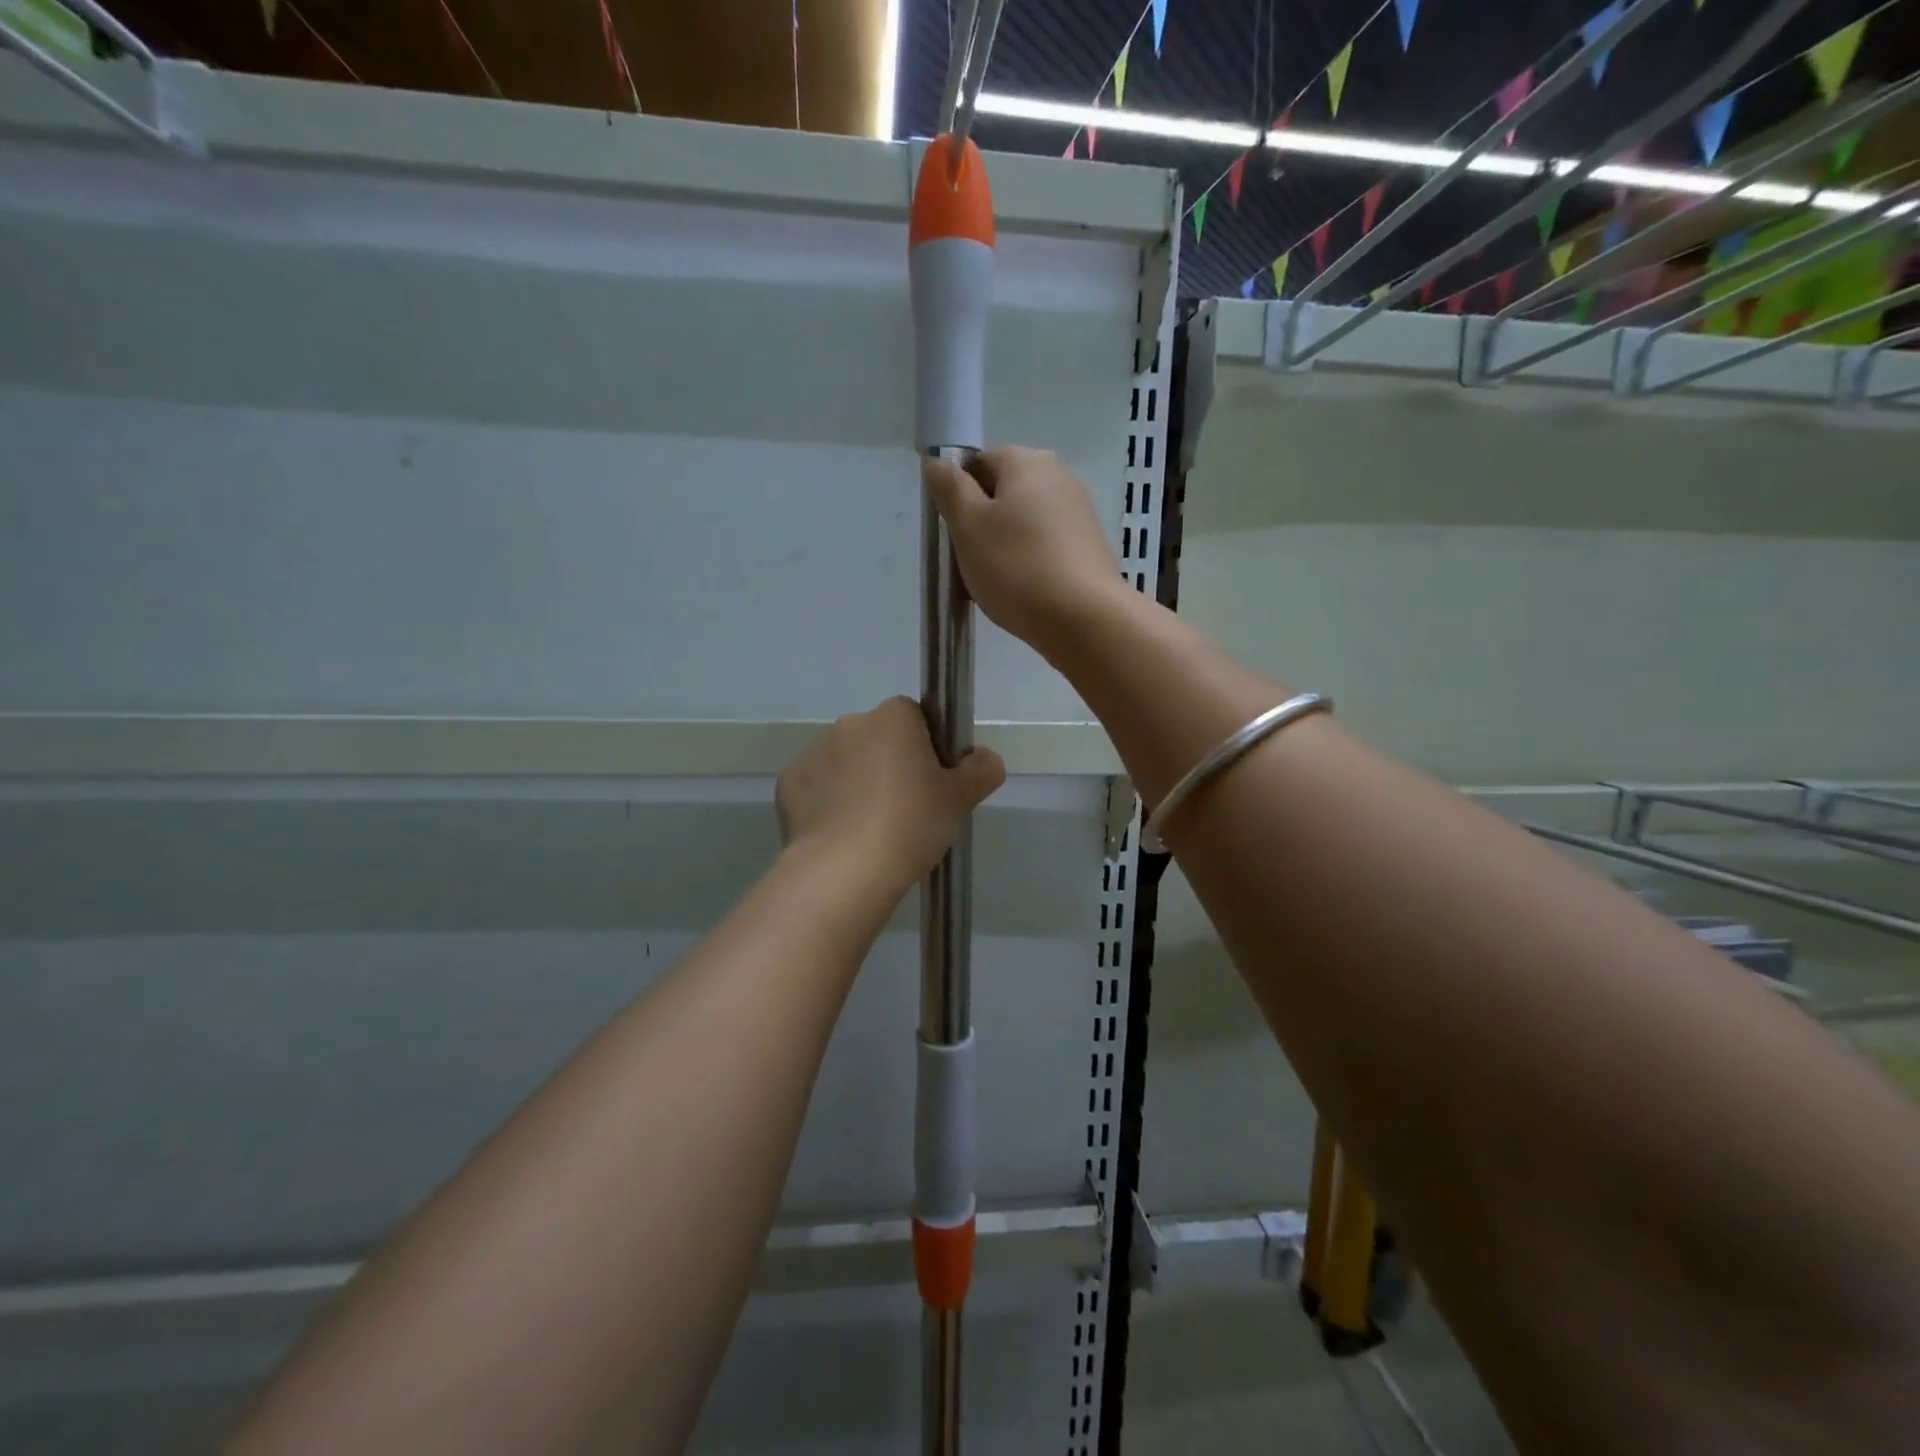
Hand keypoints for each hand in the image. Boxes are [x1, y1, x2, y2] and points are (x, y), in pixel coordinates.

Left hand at [777, 698, 1005, 897]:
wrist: (845, 870)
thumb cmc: (911, 825)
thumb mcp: (960, 800)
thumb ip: (981, 770)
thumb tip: (987, 759)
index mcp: (893, 718)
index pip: (913, 716)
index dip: (924, 746)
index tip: (930, 780)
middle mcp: (850, 723)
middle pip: (876, 738)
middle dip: (887, 763)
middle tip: (904, 809)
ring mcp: (814, 752)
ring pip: (845, 762)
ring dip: (856, 783)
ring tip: (869, 829)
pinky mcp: (788, 783)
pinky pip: (817, 788)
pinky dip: (827, 804)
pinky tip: (840, 837)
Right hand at [924, 447, 1132, 659]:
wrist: (1084, 620)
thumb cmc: (1017, 567)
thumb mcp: (968, 526)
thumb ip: (950, 489)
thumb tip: (938, 463)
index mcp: (1028, 461)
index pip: (979, 463)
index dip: (959, 495)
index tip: (954, 532)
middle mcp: (1060, 476)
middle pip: (1003, 494)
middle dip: (981, 525)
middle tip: (969, 563)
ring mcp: (1079, 513)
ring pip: (1023, 525)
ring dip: (1003, 549)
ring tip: (994, 585)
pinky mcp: (1090, 548)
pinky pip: (1045, 548)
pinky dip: (1029, 565)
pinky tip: (1022, 594)